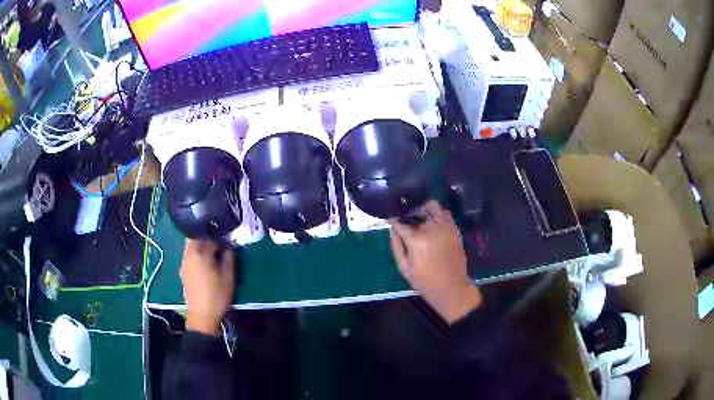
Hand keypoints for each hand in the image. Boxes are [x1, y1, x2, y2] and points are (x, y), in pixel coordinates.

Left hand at [180, 239, 234, 335]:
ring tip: (213, 256)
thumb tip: (230, 246)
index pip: (209, 238)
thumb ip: (229, 258)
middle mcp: (189, 255)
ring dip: (201, 247)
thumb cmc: (217, 296)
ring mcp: (184, 264)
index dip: (220, 239)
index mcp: (200, 254)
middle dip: (207, 239)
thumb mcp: (228, 277)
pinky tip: (205, 265)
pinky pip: (189, 256)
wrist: (202, 316)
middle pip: (196, 238)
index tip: (228, 244)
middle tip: (219, 246)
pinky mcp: (183, 272)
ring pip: (191, 247)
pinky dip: (196, 255)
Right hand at [389, 201, 481, 323]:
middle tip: (407, 220)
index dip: (394, 220)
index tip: (390, 219)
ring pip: (434, 207)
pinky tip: (433, 225)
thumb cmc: (425, 281)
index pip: (401, 222)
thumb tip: (392, 229)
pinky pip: (446, 214)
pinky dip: (438, 215)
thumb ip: (396, 245)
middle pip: (419, 208)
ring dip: (425, 211)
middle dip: (411, 212)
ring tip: (421, 220)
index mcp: (418, 239)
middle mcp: (433, 228)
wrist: (452, 288)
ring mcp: (447, 228)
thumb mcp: (404, 267)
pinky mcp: (455, 230)